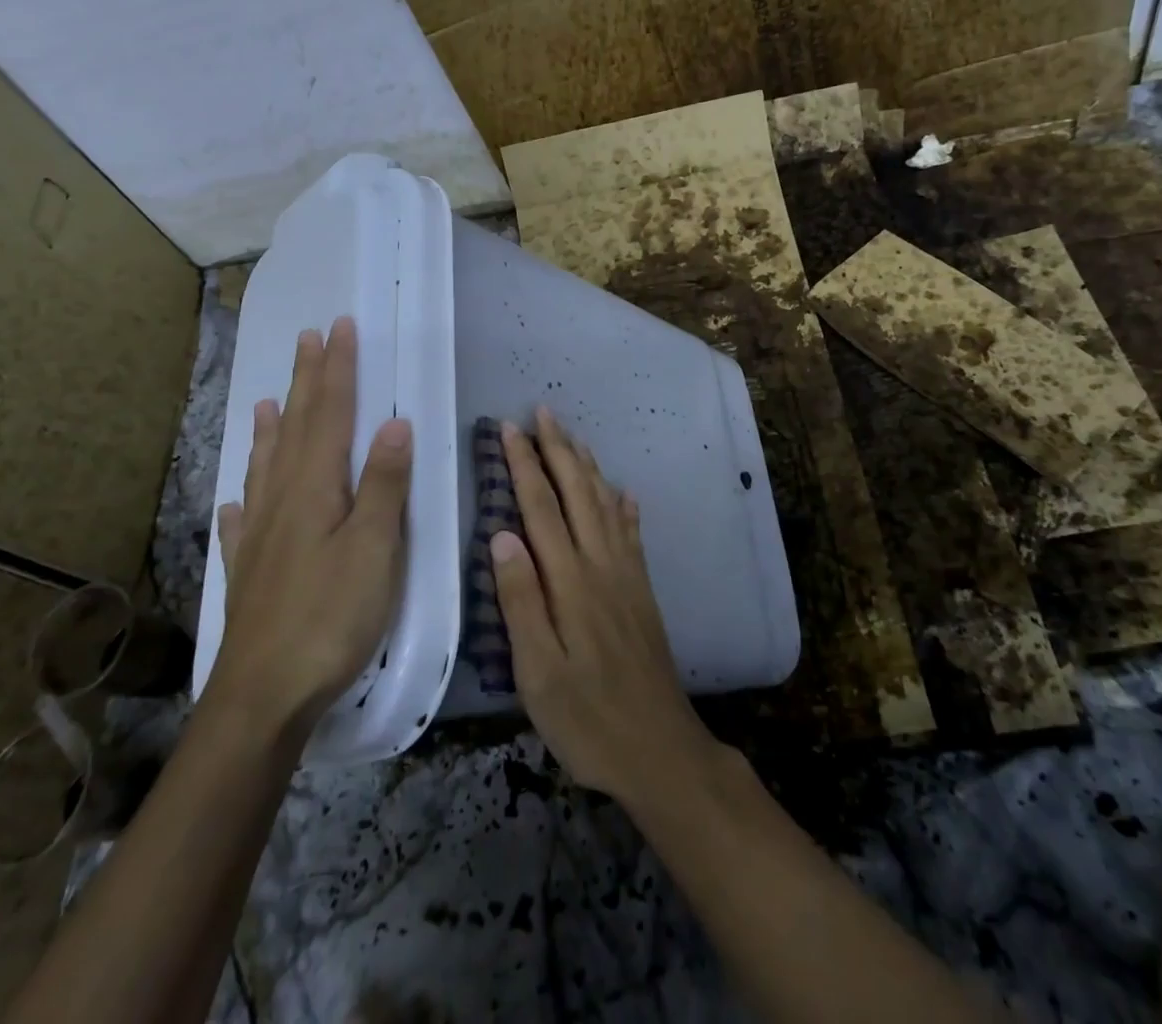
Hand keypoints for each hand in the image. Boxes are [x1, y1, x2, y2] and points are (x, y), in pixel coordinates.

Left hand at [211, 316, 412, 739]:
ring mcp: (260, 536)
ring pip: (266, 466)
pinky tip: (237, 499)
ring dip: (272, 429)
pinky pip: (244, 521)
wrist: (263, 694)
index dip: (337, 369)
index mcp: (315, 488)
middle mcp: (281, 500)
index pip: (329, 414)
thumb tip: (394, 422)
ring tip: (268, 400)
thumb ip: (383, 484)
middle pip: (296, 428)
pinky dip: (244, 498)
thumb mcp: (374, 547)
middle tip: (308, 339)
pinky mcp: (249, 571)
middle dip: (307, 381)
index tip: (340, 328)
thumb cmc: (330, 616)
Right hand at [490, 406, 722, 807]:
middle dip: (558, 450)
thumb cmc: (587, 718)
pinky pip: (632, 534)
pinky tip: (622, 492)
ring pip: (604, 504)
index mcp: (570, 581)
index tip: (510, 429)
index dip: (524, 465)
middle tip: (542, 412)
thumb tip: (501, 535)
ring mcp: (626, 575)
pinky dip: (623, 506)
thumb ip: (521, 601)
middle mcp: (601, 565)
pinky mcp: (642, 591)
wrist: (660, 748)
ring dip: (586, 466)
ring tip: (573, 436)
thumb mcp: (538, 672)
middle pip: (577, 494)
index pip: (541, 508)